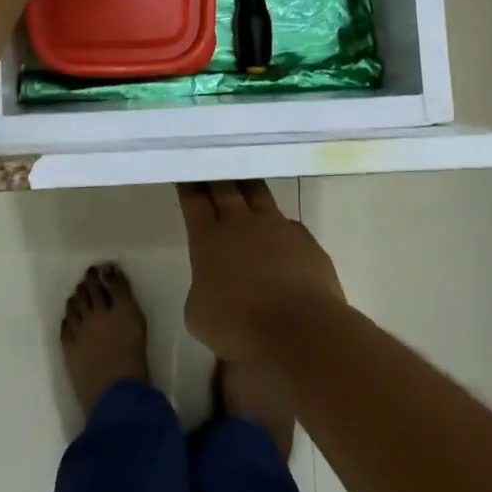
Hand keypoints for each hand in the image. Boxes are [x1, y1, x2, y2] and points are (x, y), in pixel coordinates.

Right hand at [178, 180, 345, 360]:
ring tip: (244, 178)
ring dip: (248, 185)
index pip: (194, 202)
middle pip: (225, 188)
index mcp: (208, 239)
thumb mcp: (199, 315)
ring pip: (259, 194)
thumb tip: (213, 283)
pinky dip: (279, 226)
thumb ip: (202, 289)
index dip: (189, 185)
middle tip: (212, 162)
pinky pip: (288, 224)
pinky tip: (280, 234)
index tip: (186, 171)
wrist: (300, 328)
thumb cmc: (239, 326)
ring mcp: (276, 227)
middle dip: (215, 175)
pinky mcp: (305, 239)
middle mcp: (241, 224)